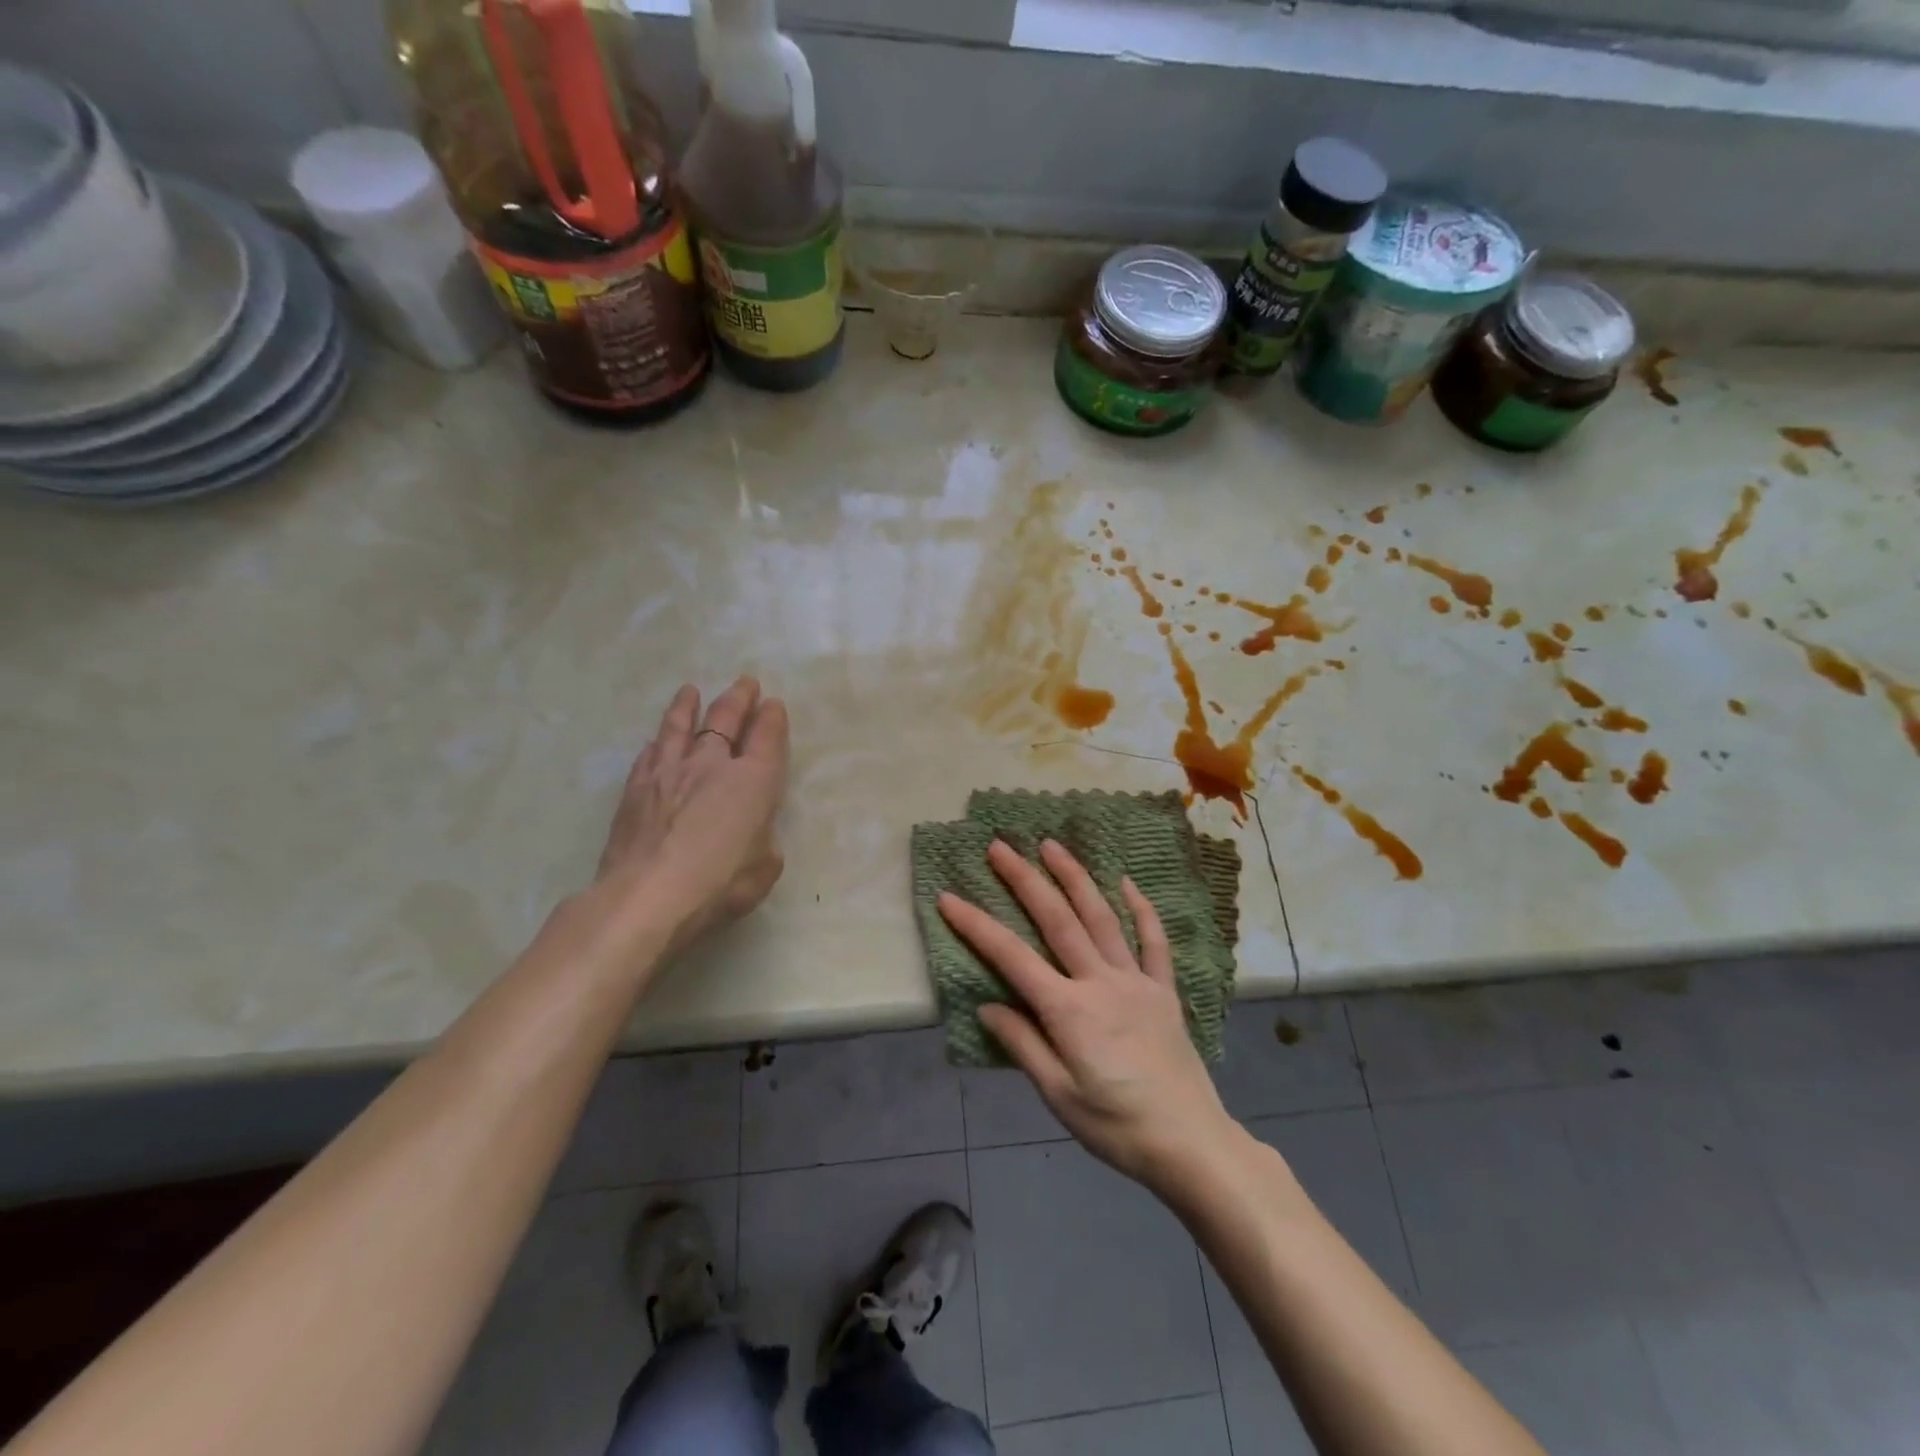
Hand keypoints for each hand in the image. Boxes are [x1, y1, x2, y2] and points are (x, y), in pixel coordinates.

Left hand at [595, 676, 788, 962]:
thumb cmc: (720, 884)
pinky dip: (657, 743)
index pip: (767, 737)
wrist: (648, 895)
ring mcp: (669, 772)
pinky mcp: (636, 789)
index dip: (772, 718)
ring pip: (680, 727)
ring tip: (691, 691)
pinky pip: (649, 755)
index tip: (773, 704)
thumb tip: (751, 833)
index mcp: (753, 781)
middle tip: (745, 683)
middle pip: (725, 720)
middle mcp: (712, 765)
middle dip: (738, 699)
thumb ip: (763, 842)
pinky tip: (655, 741)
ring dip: (688, 707)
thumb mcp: (765, 868)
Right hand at [937, 840, 1237, 1191]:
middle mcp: (1100, 982)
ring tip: (1052, 845)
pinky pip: (1153, 942)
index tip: (949, 897)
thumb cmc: (1116, 1127)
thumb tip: (987, 1006)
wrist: (1190, 1144)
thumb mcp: (1058, 1095)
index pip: (1012, 957)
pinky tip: (1126, 883)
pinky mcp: (1163, 991)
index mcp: (1069, 1010)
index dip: (976, 925)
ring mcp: (1136, 981)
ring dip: (1074, 877)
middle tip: (1000, 846)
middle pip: (1057, 920)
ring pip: (1101, 917)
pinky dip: (1140, 909)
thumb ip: (1023, 1044)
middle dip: (1025, 880)